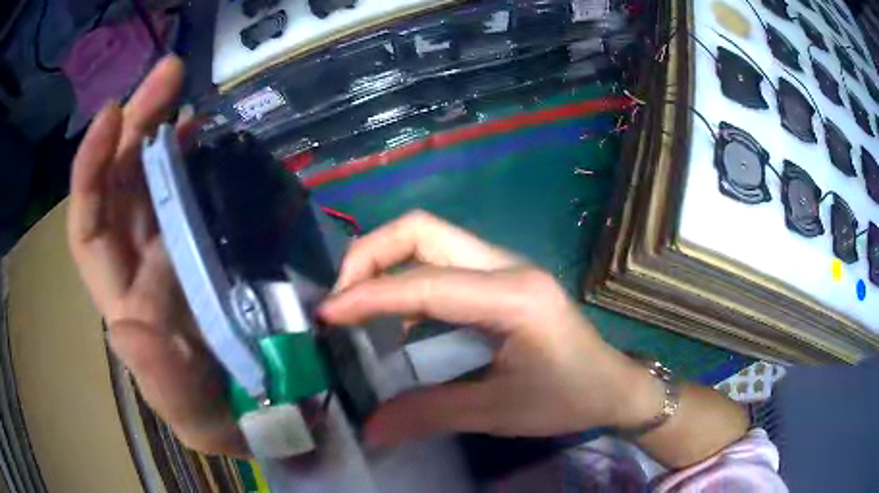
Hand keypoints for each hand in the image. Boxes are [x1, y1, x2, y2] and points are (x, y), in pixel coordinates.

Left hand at [67, 56, 246, 455]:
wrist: (275, 410)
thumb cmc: (231, 419)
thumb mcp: (196, 416)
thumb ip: (160, 380)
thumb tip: (122, 325)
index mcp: (127, 303)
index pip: (89, 229)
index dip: (90, 171)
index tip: (113, 114)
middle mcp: (140, 267)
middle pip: (118, 185)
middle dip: (133, 125)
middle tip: (168, 75)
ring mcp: (175, 249)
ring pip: (150, 178)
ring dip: (160, 128)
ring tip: (182, 89)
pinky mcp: (209, 242)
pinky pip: (189, 188)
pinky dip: (191, 155)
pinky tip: (203, 133)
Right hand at [319, 211, 662, 446]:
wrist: (612, 384)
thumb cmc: (567, 398)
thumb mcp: (497, 411)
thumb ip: (429, 413)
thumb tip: (370, 427)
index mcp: (513, 297)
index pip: (424, 282)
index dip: (367, 295)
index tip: (326, 315)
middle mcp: (507, 266)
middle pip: (422, 229)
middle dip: (370, 254)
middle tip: (340, 298)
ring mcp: (505, 266)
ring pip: (429, 238)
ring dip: (385, 263)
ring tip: (355, 305)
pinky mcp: (501, 277)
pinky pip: (441, 262)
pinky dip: (406, 279)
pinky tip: (394, 317)